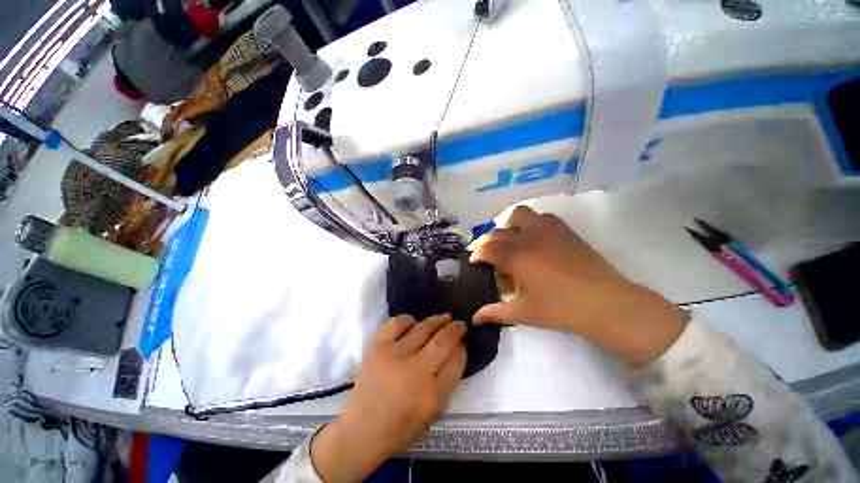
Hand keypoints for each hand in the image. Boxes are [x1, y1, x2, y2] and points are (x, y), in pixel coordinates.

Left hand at [311, 314, 465, 482]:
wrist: (362, 430)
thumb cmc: (401, 426)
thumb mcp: (433, 411)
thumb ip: (448, 380)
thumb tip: (457, 351)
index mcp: (432, 394)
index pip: (456, 362)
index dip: (462, 348)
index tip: (463, 341)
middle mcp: (415, 371)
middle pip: (443, 341)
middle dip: (455, 329)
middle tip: (459, 324)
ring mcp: (394, 355)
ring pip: (423, 328)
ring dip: (437, 320)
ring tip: (444, 318)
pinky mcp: (378, 347)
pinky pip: (397, 323)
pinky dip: (408, 319)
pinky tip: (414, 323)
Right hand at [470, 205, 686, 367]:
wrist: (607, 303)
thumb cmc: (562, 310)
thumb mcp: (524, 313)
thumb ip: (496, 312)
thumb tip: (475, 318)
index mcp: (516, 258)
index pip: (487, 248)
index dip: (477, 253)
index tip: (475, 261)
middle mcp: (528, 238)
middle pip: (498, 231)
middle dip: (488, 241)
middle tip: (489, 254)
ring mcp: (547, 230)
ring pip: (519, 214)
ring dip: (509, 225)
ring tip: (511, 240)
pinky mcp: (564, 229)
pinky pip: (542, 217)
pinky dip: (532, 223)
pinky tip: (534, 238)